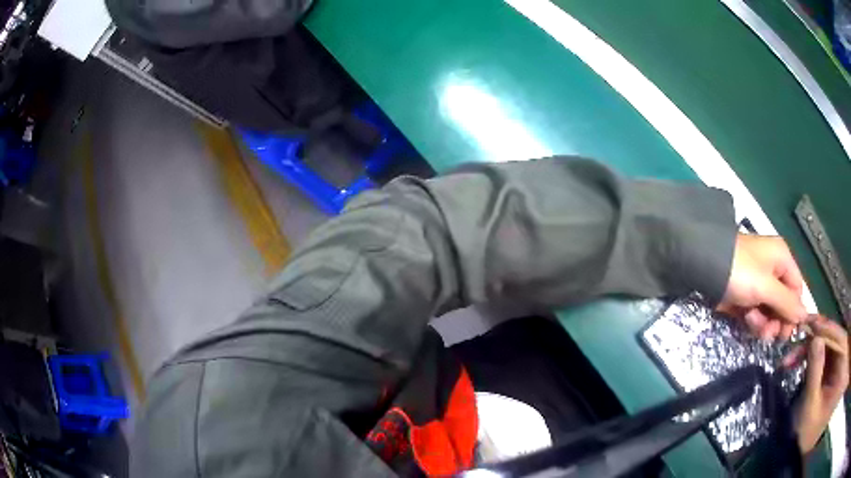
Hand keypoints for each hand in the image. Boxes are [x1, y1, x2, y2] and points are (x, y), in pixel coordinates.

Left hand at [717, 234, 807, 339]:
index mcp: (782, 259)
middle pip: (783, 304)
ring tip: (752, 321)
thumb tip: (805, 316)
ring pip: (769, 312)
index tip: (787, 333)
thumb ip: (786, 303)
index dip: (794, 312)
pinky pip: (755, 313)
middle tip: (769, 334)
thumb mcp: (767, 286)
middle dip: (777, 321)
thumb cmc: (740, 271)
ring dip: (763, 323)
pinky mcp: (743, 297)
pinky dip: (752, 320)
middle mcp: (773, 270)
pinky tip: (745, 319)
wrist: (703, 268)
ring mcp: (757, 284)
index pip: (797, 289)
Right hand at [794, 318, 848, 453]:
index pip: (837, 335)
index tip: (805, 322)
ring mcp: (840, 358)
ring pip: (827, 344)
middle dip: (812, 340)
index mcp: (843, 358)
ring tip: (791, 360)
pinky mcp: (834, 366)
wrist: (811, 444)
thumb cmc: (812, 433)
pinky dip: (813, 357)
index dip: (822, 327)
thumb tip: (814, 339)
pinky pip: (826, 354)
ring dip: (810, 349)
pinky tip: (800, 362)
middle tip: (791, 349)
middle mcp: (844, 352)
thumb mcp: (812, 409)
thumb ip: (815, 375)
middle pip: (832, 337)